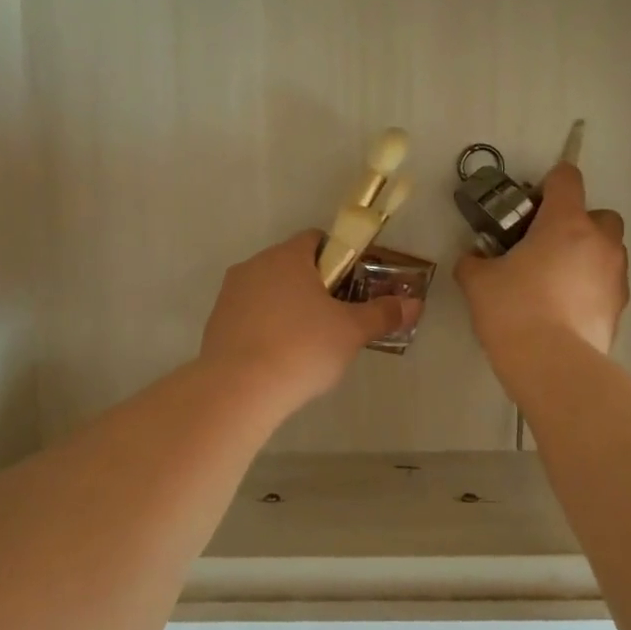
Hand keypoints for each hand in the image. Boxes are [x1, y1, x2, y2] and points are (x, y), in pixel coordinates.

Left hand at [200, 231, 415, 411]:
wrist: (238, 390)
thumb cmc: (302, 348)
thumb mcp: (351, 332)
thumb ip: (383, 314)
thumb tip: (415, 304)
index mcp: (287, 257)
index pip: (316, 239)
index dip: (339, 258)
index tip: (352, 286)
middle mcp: (254, 265)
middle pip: (291, 265)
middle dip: (314, 286)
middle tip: (335, 319)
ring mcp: (230, 294)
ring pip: (268, 291)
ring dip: (287, 307)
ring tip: (306, 345)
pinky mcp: (215, 323)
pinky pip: (249, 316)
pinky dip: (265, 328)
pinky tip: (278, 358)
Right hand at [455, 163, 627, 359]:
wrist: (552, 364)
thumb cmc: (513, 310)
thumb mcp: (478, 282)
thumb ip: (474, 262)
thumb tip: (473, 259)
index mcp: (565, 223)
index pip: (566, 178)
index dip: (549, 183)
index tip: (531, 204)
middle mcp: (599, 242)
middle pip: (600, 215)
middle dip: (578, 224)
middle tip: (546, 247)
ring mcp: (616, 276)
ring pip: (607, 251)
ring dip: (587, 257)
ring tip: (556, 283)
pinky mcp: (620, 308)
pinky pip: (607, 285)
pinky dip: (591, 289)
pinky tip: (565, 310)